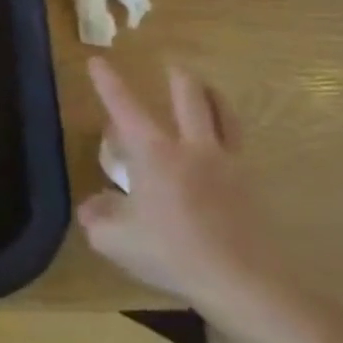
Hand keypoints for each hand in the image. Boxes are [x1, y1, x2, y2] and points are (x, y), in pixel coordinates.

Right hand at [79, 58, 275, 315]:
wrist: (242, 282)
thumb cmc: (171, 253)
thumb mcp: (114, 239)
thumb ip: (97, 216)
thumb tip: (92, 205)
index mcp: (155, 154)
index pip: (125, 108)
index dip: (108, 83)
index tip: (98, 60)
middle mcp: (192, 148)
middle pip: (190, 98)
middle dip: (177, 78)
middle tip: (170, 66)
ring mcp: (227, 165)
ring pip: (224, 114)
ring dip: (212, 95)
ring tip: (205, 88)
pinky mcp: (250, 186)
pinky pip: (238, 144)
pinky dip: (227, 130)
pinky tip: (220, 142)